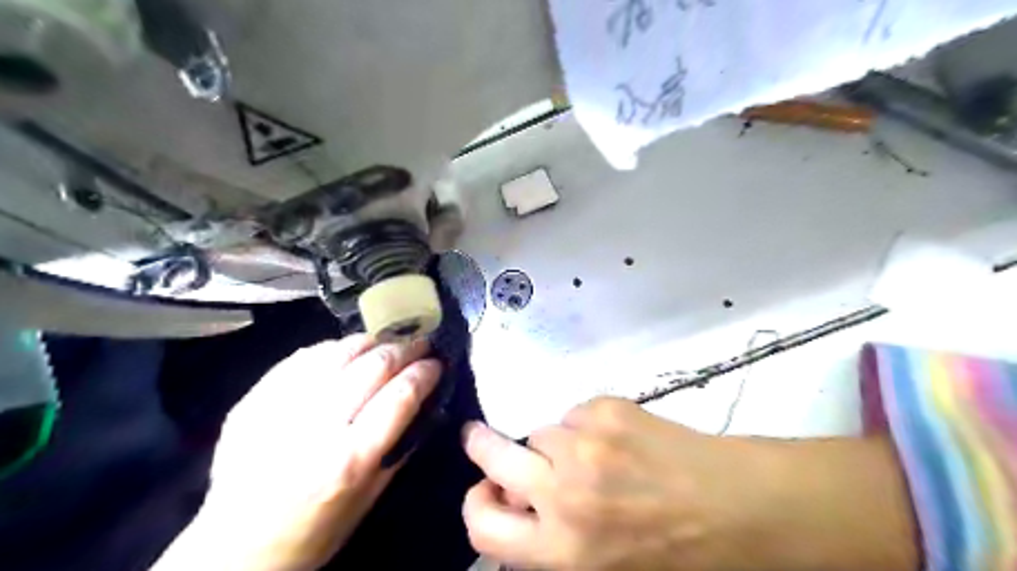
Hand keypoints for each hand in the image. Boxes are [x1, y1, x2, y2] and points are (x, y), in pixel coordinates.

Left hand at [159, 334, 442, 570]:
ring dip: (371, 341)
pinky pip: (302, 358)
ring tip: (386, 341)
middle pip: (373, 367)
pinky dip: (332, 348)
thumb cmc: (313, 531)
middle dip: (405, 349)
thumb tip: (425, 404)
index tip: (437, 363)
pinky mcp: (254, 400)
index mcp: (350, 460)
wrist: (234, 548)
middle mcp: (317, 428)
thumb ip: (399, 448)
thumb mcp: (368, 500)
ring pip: (338, 353)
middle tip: (420, 343)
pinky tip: (345, 350)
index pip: (400, 396)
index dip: (425, 372)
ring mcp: (281, 409)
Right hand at [463, 398, 922, 570]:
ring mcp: (586, 444)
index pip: (482, 526)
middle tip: (478, 439)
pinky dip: (584, 425)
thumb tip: (519, 509)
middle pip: (494, 454)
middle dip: (480, 445)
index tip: (484, 491)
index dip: (477, 505)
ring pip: (541, 431)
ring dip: (555, 444)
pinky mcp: (608, 409)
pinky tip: (618, 440)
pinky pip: (575, 412)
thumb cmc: (675, 554)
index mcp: (562, 550)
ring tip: (593, 456)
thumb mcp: (601, 570)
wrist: (739, 509)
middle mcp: (564, 493)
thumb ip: (552, 545)